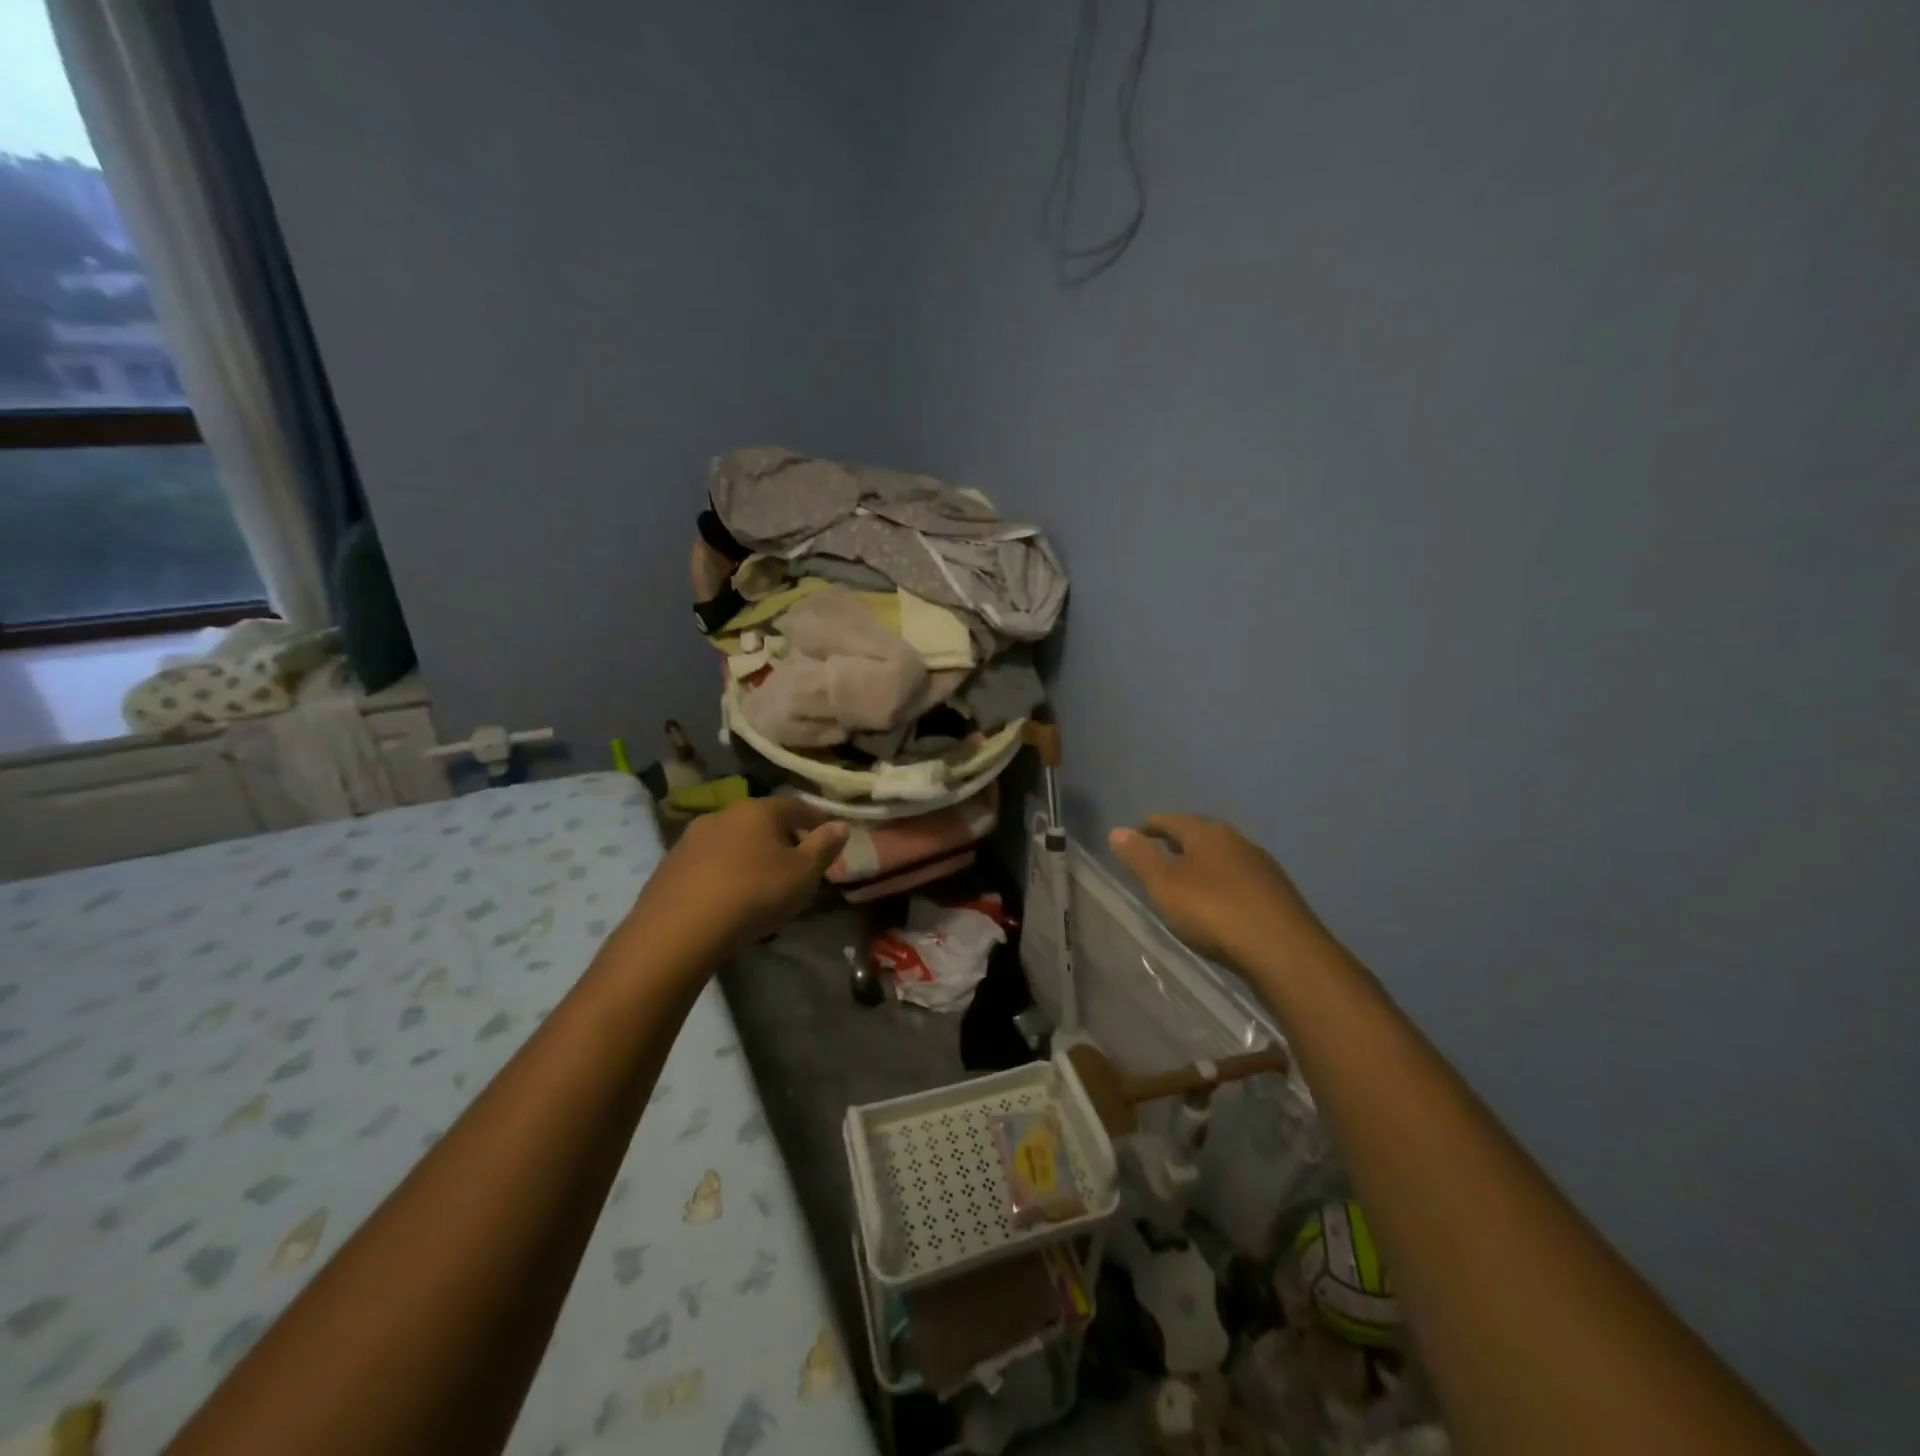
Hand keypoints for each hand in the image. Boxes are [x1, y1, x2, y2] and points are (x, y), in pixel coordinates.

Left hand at [634, 797, 848, 954]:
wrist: (679, 929)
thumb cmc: (754, 893)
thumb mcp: (803, 874)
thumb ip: (824, 847)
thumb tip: (840, 824)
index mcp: (757, 810)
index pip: (794, 805)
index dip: (813, 818)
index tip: (826, 833)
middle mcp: (722, 814)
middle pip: (759, 821)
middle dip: (779, 837)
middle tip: (794, 860)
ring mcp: (690, 839)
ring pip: (730, 841)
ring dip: (747, 854)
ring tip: (760, 881)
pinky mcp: (669, 866)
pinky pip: (707, 863)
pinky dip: (722, 872)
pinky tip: (727, 896)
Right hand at [1109, 814, 1334, 972]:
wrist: (1283, 950)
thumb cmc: (1213, 910)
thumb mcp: (1164, 884)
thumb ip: (1140, 857)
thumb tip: (1117, 831)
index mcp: (1207, 833)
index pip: (1171, 820)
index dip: (1150, 827)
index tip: (1134, 835)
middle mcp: (1237, 841)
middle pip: (1200, 835)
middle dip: (1178, 843)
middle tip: (1158, 856)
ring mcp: (1261, 868)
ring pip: (1223, 858)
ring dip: (1202, 865)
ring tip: (1185, 881)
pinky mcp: (1277, 895)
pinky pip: (1239, 881)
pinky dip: (1222, 885)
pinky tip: (1218, 904)